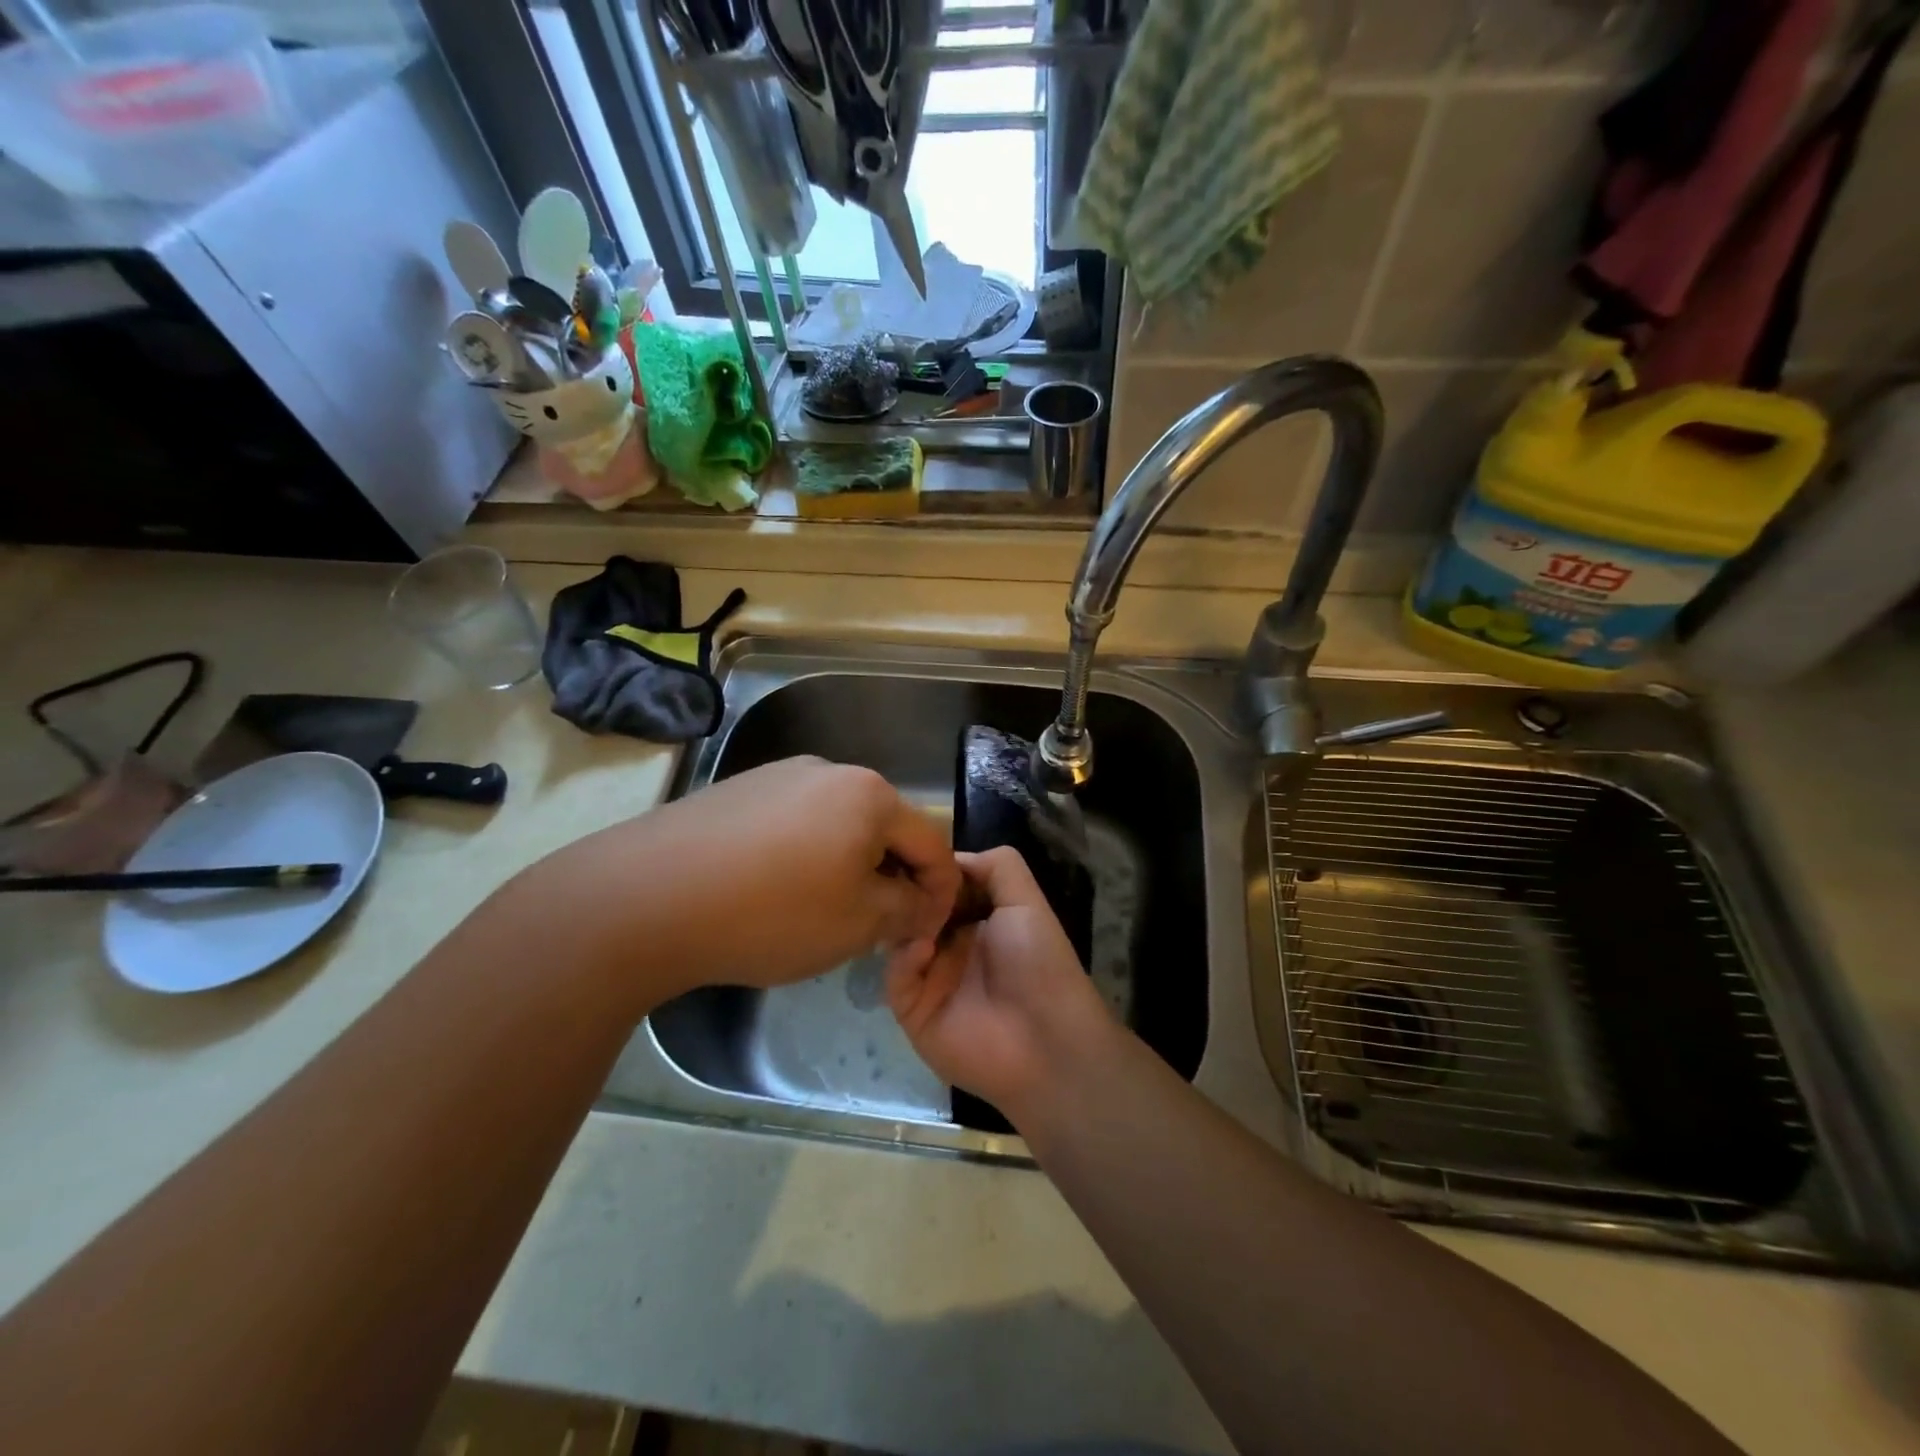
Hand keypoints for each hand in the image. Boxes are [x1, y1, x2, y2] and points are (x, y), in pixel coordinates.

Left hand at [541, 756, 958, 1003]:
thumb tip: (922, 902)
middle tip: (878, 929)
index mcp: (869, 794)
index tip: (930, 931)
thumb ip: (907, 910)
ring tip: (823, 915)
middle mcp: (828, 771)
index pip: (931, 842)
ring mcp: (776, 776)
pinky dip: (802, 858)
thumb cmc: (772, 912)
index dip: (941, 890)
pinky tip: (773, 893)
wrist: (643, 897)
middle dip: (890, 878)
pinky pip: (791, 825)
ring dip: (846, 867)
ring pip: (836, 826)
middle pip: (882, 828)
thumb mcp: (858, 924)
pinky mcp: (736, 792)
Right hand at [885, 847, 1112, 1121]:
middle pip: (915, 909)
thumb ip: (997, 866)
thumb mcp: (1026, 901)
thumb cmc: (1039, 963)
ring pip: (898, 940)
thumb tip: (951, 856)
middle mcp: (951, 945)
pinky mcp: (914, 1011)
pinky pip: (896, 978)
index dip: (931, 870)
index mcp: (977, 919)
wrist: (1046, 1041)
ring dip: (904, 923)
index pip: (941, 886)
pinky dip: (905, 959)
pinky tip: (922, 951)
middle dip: (910, 893)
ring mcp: (930, 978)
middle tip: (901, 878)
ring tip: (911, 911)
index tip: (915, 851)